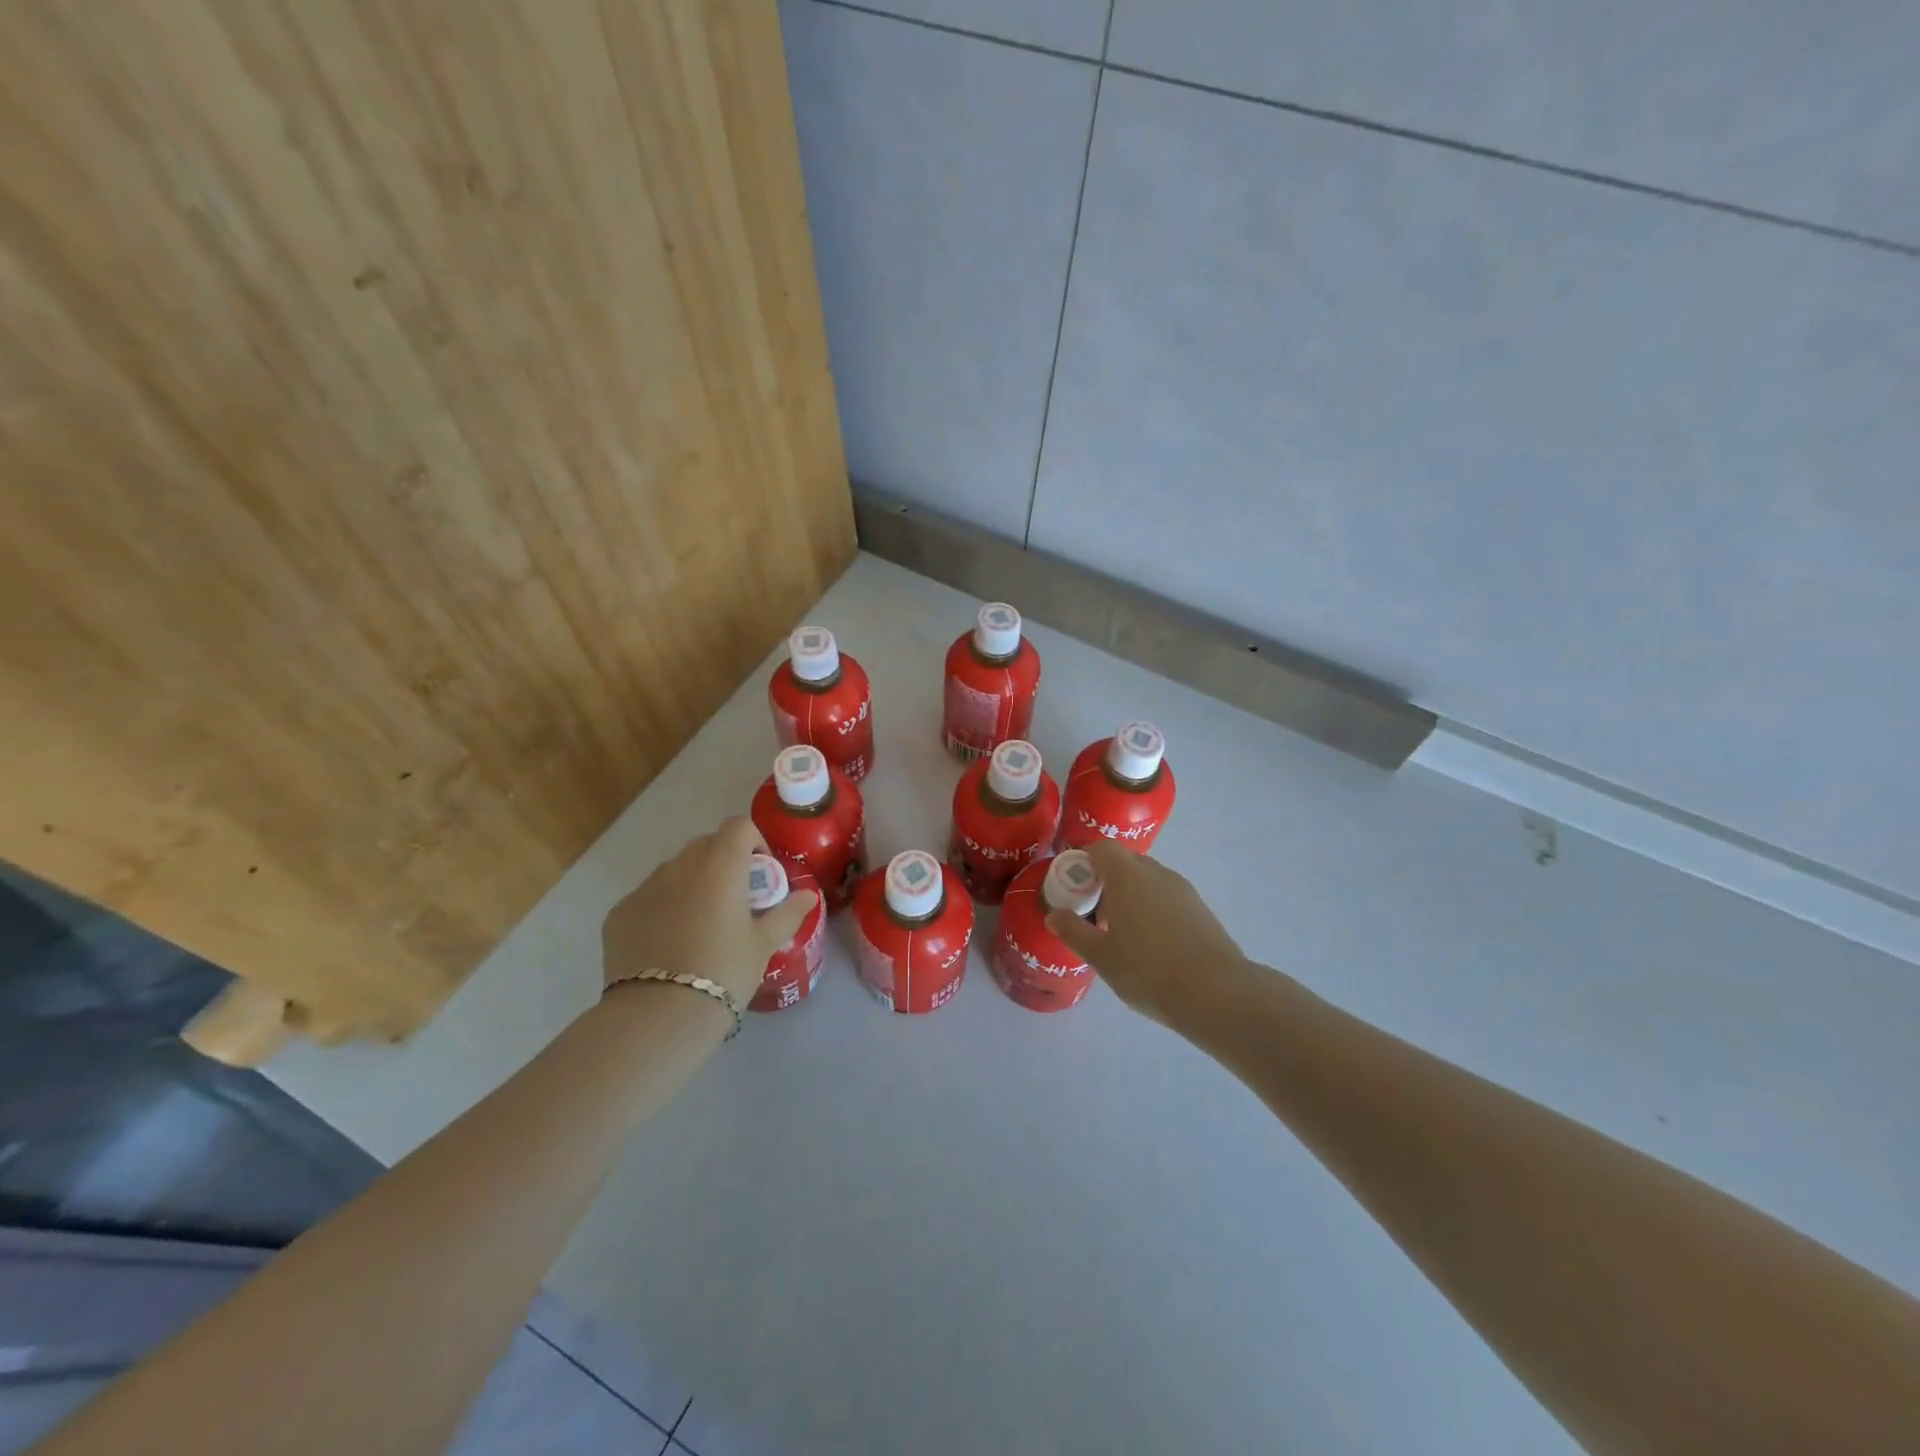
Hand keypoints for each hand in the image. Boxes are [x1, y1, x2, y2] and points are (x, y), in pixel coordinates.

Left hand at [601, 817, 817, 1007]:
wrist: (658, 1015)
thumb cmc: (724, 971)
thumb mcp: (764, 944)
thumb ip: (788, 913)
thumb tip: (808, 895)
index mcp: (720, 865)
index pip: (739, 826)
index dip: (754, 842)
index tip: (761, 874)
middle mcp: (680, 865)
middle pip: (707, 844)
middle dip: (724, 862)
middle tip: (735, 900)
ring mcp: (645, 887)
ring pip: (675, 870)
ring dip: (693, 883)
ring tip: (701, 924)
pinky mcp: (619, 912)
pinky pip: (649, 897)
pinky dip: (663, 908)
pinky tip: (669, 944)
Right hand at [1045, 842, 1248, 1024]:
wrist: (1216, 993)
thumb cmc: (1148, 969)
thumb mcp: (1101, 955)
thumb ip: (1073, 931)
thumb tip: (1054, 914)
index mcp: (1127, 875)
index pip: (1100, 848)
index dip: (1082, 860)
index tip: (1071, 885)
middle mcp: (1155, 872)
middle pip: (1124, 862)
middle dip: (1104, 879)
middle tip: (1091, 911)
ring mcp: (1182, 889)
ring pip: (1147, 880)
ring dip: (1129, 894)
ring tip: (1118, 931)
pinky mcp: (1199, 908)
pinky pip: (1165, 896)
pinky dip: (1150, 907)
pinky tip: (1148, 942)